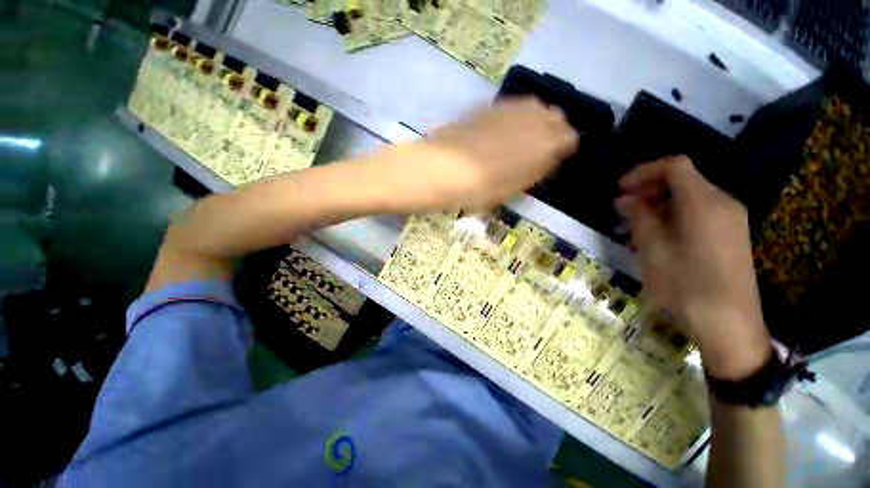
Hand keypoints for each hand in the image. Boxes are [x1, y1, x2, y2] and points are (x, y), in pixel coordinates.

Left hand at [378, 97, 578, 211]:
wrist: (433, 170)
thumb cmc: (471, 190)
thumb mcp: (508, 191)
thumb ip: (535, 172)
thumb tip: (550, 160)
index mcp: (540, 146)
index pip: (569, 138)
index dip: (565, 149)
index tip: (557, 161)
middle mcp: (530, 120)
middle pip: (557, 118)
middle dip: (555, 133)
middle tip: (541, 152)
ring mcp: (507, 110)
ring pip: (537, 108)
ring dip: (538, 122)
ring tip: (525, 142)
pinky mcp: (487, 107)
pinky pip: (515, 106)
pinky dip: (520, 116)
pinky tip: (507, 131)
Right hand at [615, 156, 770, 379]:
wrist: (729, 326)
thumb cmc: (686, 286)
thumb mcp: (653, 250)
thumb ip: (638, 218)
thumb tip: (625, 199)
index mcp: (704, 203)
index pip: (675, 166)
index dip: (643, 171)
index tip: (620, 188)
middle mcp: (722, 203)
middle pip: (683, 180)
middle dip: (648, 189)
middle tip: (621, 208)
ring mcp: (730, 220)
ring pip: (688, 198)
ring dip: (657, 205)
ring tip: (631, 225)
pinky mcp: (730, 236)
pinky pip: (698, 214)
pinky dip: (672, 216)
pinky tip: (655, 236)